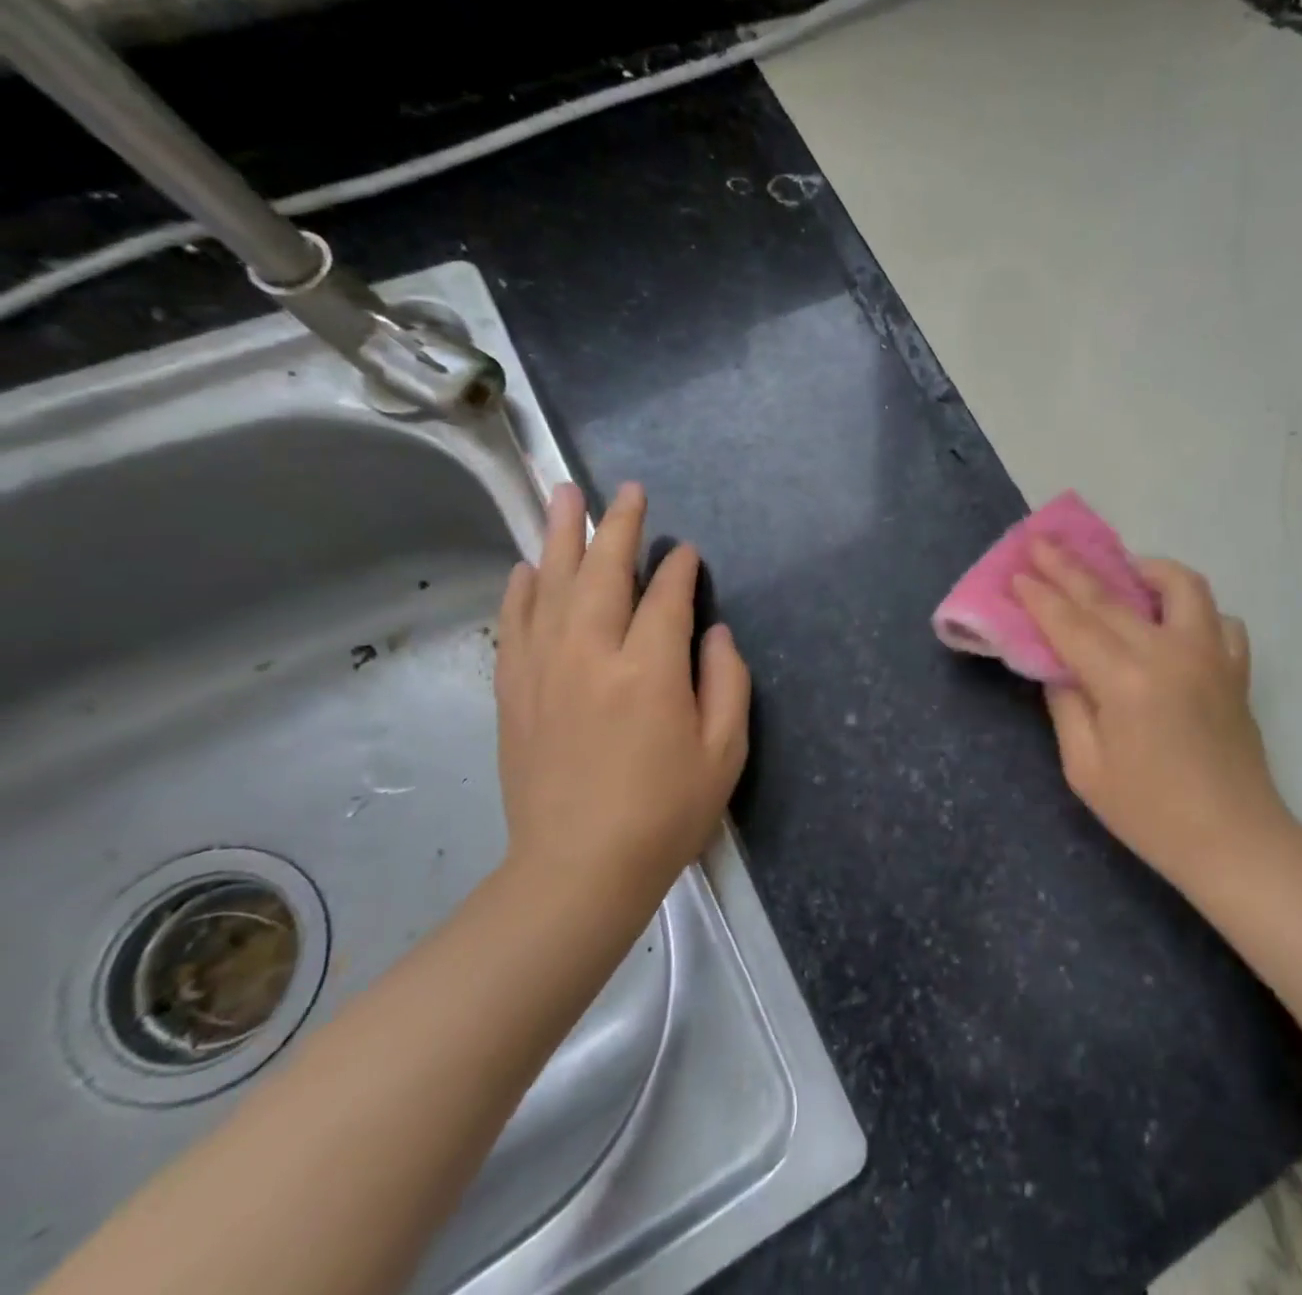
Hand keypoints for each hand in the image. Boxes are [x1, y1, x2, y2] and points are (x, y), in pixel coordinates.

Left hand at [494, 482, 750, 917]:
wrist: (578, 870)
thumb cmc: (666, 811)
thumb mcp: (724, 750)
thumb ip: (727, 681)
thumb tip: (712, 633)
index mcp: (649, 670)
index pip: (666, 596)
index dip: (680, 568)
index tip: (688, 552)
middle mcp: (591, 655)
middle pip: (602, 573)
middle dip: (618, 527)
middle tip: (625, 490)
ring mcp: (544, 671)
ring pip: (551, 587)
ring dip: (561, 538)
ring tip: (564, 496)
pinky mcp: (515, 694)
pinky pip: (515, 625)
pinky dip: (522, 590)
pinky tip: (529, 567)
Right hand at [1013, 541, 1286, 897]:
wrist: (1234, 842)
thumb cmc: (1151, 815)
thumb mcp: (1086, 769)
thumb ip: (1067, 706)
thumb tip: (1058, 665)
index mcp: (1125, 680)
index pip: (1071, 624)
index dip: (1040, 596)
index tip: (1017, 570)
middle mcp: (1169, 652)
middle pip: (1110, 596)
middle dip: (1070, 567)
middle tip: (1042, 542)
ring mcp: (1210, 655)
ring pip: (1180, 586)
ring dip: (1144, 568)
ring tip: (1121, 569)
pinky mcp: (1235, 668)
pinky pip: (1219, 619)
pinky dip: (1193, 610)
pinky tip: (1173, 622)